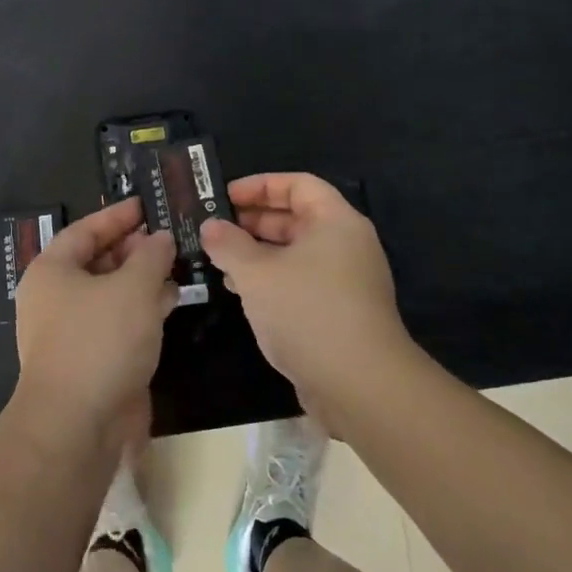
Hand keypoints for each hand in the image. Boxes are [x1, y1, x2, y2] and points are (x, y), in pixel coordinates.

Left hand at [13, 197, 176, 449]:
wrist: (77, 427)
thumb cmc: (100, 341)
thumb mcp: (134, 287)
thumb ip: (151, 256)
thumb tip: (161, 239)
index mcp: (52, 271)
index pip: (85, 230)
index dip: (117, 216)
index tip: (146, 205)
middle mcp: (54, 298)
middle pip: (96, 261)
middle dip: (133, 249)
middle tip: (168, 239)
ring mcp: (70, 333)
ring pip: (109, 294)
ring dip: (141, 280)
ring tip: (177, 266)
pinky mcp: (88, 361)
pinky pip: (116, 323)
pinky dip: (141, 310)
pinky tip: (170, 303)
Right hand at [199, 174, 414, 421]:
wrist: (361, 386)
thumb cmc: (308, 312)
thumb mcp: (257, 273)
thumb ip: (229, 244)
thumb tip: (210, 226)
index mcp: (335, 221)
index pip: (298, 184)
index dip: (260, 185)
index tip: (225, 196)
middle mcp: (347, 244)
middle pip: (297, 217)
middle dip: (254, 220)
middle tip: (215, 227)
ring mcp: (347, 280)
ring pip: (296, 252)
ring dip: (258, 252)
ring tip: (219, 259)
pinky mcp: (341, 312)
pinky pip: (301, 281)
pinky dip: (272, 279)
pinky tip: (241, 291)